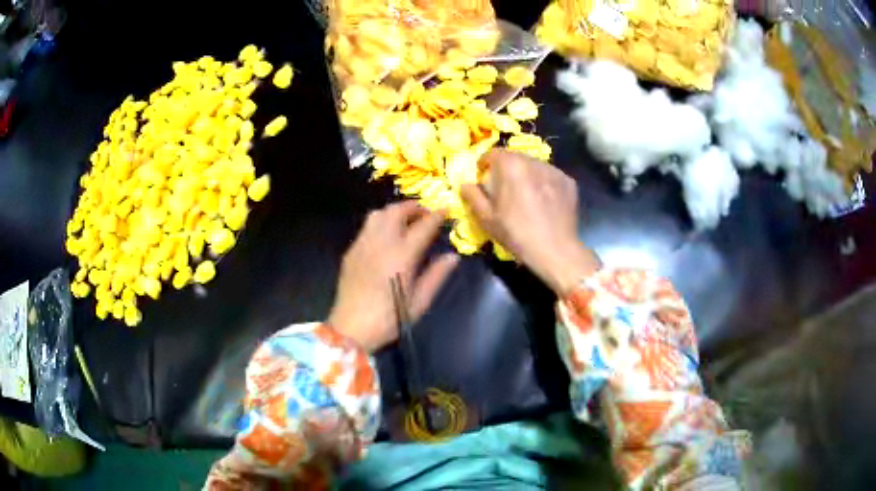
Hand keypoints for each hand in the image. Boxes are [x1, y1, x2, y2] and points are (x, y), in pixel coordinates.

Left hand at [328, 201, 458, 352]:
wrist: (351, 329)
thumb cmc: (390, 319)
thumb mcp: (419, 302)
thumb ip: (437, 276)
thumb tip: (453, 257)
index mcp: (402, 256)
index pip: (423, 226)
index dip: (437, 216)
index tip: (446, 211)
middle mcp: (381, 244)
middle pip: (397, 211)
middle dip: (414, 207)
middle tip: (426, 214)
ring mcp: (363, 245)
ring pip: (378, 214)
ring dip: (394, 211)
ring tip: (405, 220)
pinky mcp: (351, 251)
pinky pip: (366, 227)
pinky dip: (380, 222)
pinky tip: (386, 235)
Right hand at [462, 149, 599, 294]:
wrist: (555, 249)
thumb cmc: (516, 233)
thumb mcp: (486, 218)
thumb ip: (473, 196)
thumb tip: (465, 185)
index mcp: (510, 165)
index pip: (493, 153)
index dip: (485, 164)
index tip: (483, 177)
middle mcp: (533, 161)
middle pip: (515, 158)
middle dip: (507, 169)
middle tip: (505, 190)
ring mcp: (554, 170)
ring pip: (534, 166)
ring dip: (526, 176)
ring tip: (526, 196)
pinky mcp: (568, 181)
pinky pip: (550, 177)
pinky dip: (544, 184)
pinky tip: (544, 203)